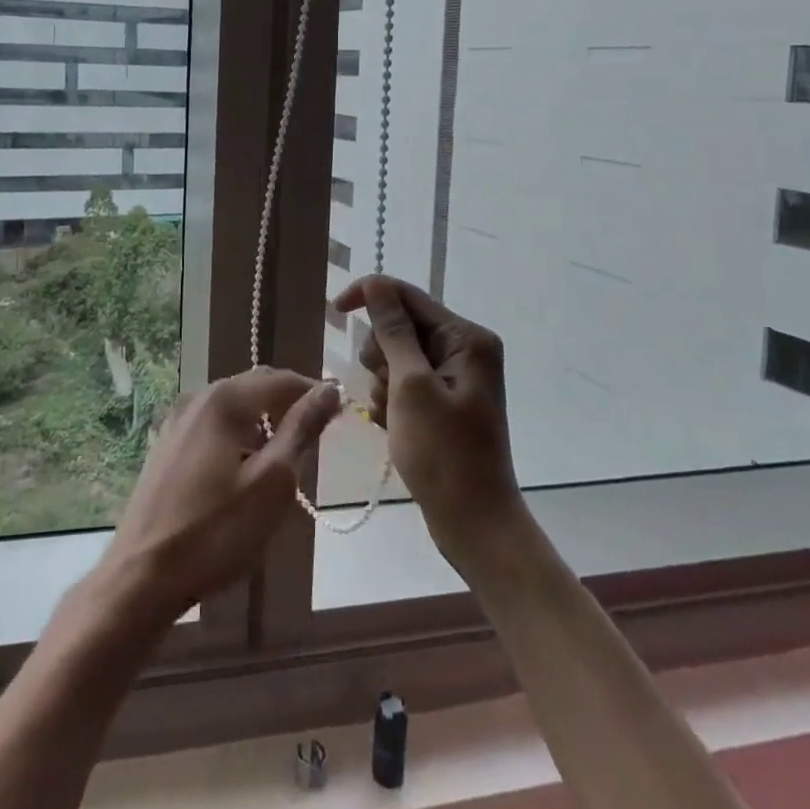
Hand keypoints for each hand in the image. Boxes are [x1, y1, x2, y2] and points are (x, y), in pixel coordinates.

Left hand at [96, 368, 339, 624]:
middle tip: (314, 444)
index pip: (281, 379)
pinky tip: (244, 475)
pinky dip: (237, 438)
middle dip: (288, 408)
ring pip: (234, 408)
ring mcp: (176, 421)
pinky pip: (213, 427)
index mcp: (224, 400)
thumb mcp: (272, 483)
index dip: (314, 393)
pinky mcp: (166, 446)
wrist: (141, 577)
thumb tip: (330, 391)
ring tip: (282, 465)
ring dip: (263, 425)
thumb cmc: (216, 532)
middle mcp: (198, 398)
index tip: (339, 419)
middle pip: (255, 388)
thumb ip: (301, 430)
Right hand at [334, 275, 519, 567]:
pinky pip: (403, 382)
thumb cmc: (443, 455)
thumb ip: (393, 332)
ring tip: (393, 415)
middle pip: (400, 325)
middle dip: (381, 353)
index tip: (334, 311)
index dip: (368, 296)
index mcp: (466, 338)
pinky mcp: (444, 400)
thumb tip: (376, 284)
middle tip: (386, 389)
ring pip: (396, 355)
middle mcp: (464, 349)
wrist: (474, 524)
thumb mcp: (411, 387)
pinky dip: (391, 400)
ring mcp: (455, 376)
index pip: (407, 296)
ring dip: (383, 382)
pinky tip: (395, 427)